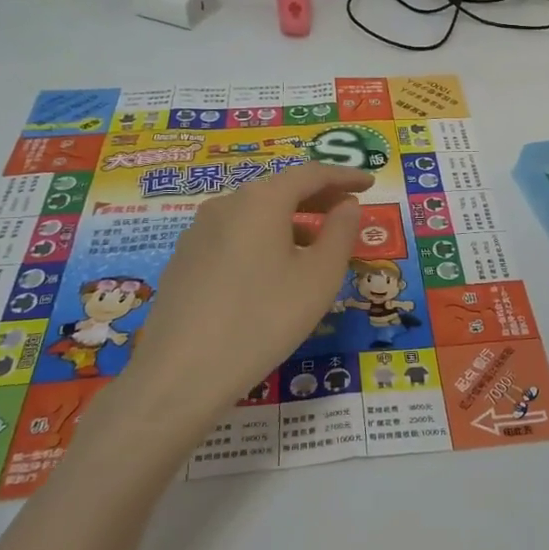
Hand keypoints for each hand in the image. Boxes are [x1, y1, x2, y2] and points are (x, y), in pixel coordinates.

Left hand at [113, 163, 372, 441]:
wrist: (179, 375)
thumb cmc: (262, 320)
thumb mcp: (318, 278)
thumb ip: (340, 233)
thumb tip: (347, 206)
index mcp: (261, 200)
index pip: (311, 173)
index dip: (344, 177)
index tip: (369, 184)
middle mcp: (226, 204)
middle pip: (280, 189)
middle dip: (318, 197)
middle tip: (348, 210)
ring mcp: (198, 231)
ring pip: (255, 214)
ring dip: (290, 221)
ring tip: (315, 246)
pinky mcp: (184, 260)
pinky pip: (234, 236)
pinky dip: (263, 240)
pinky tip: (272, 271)